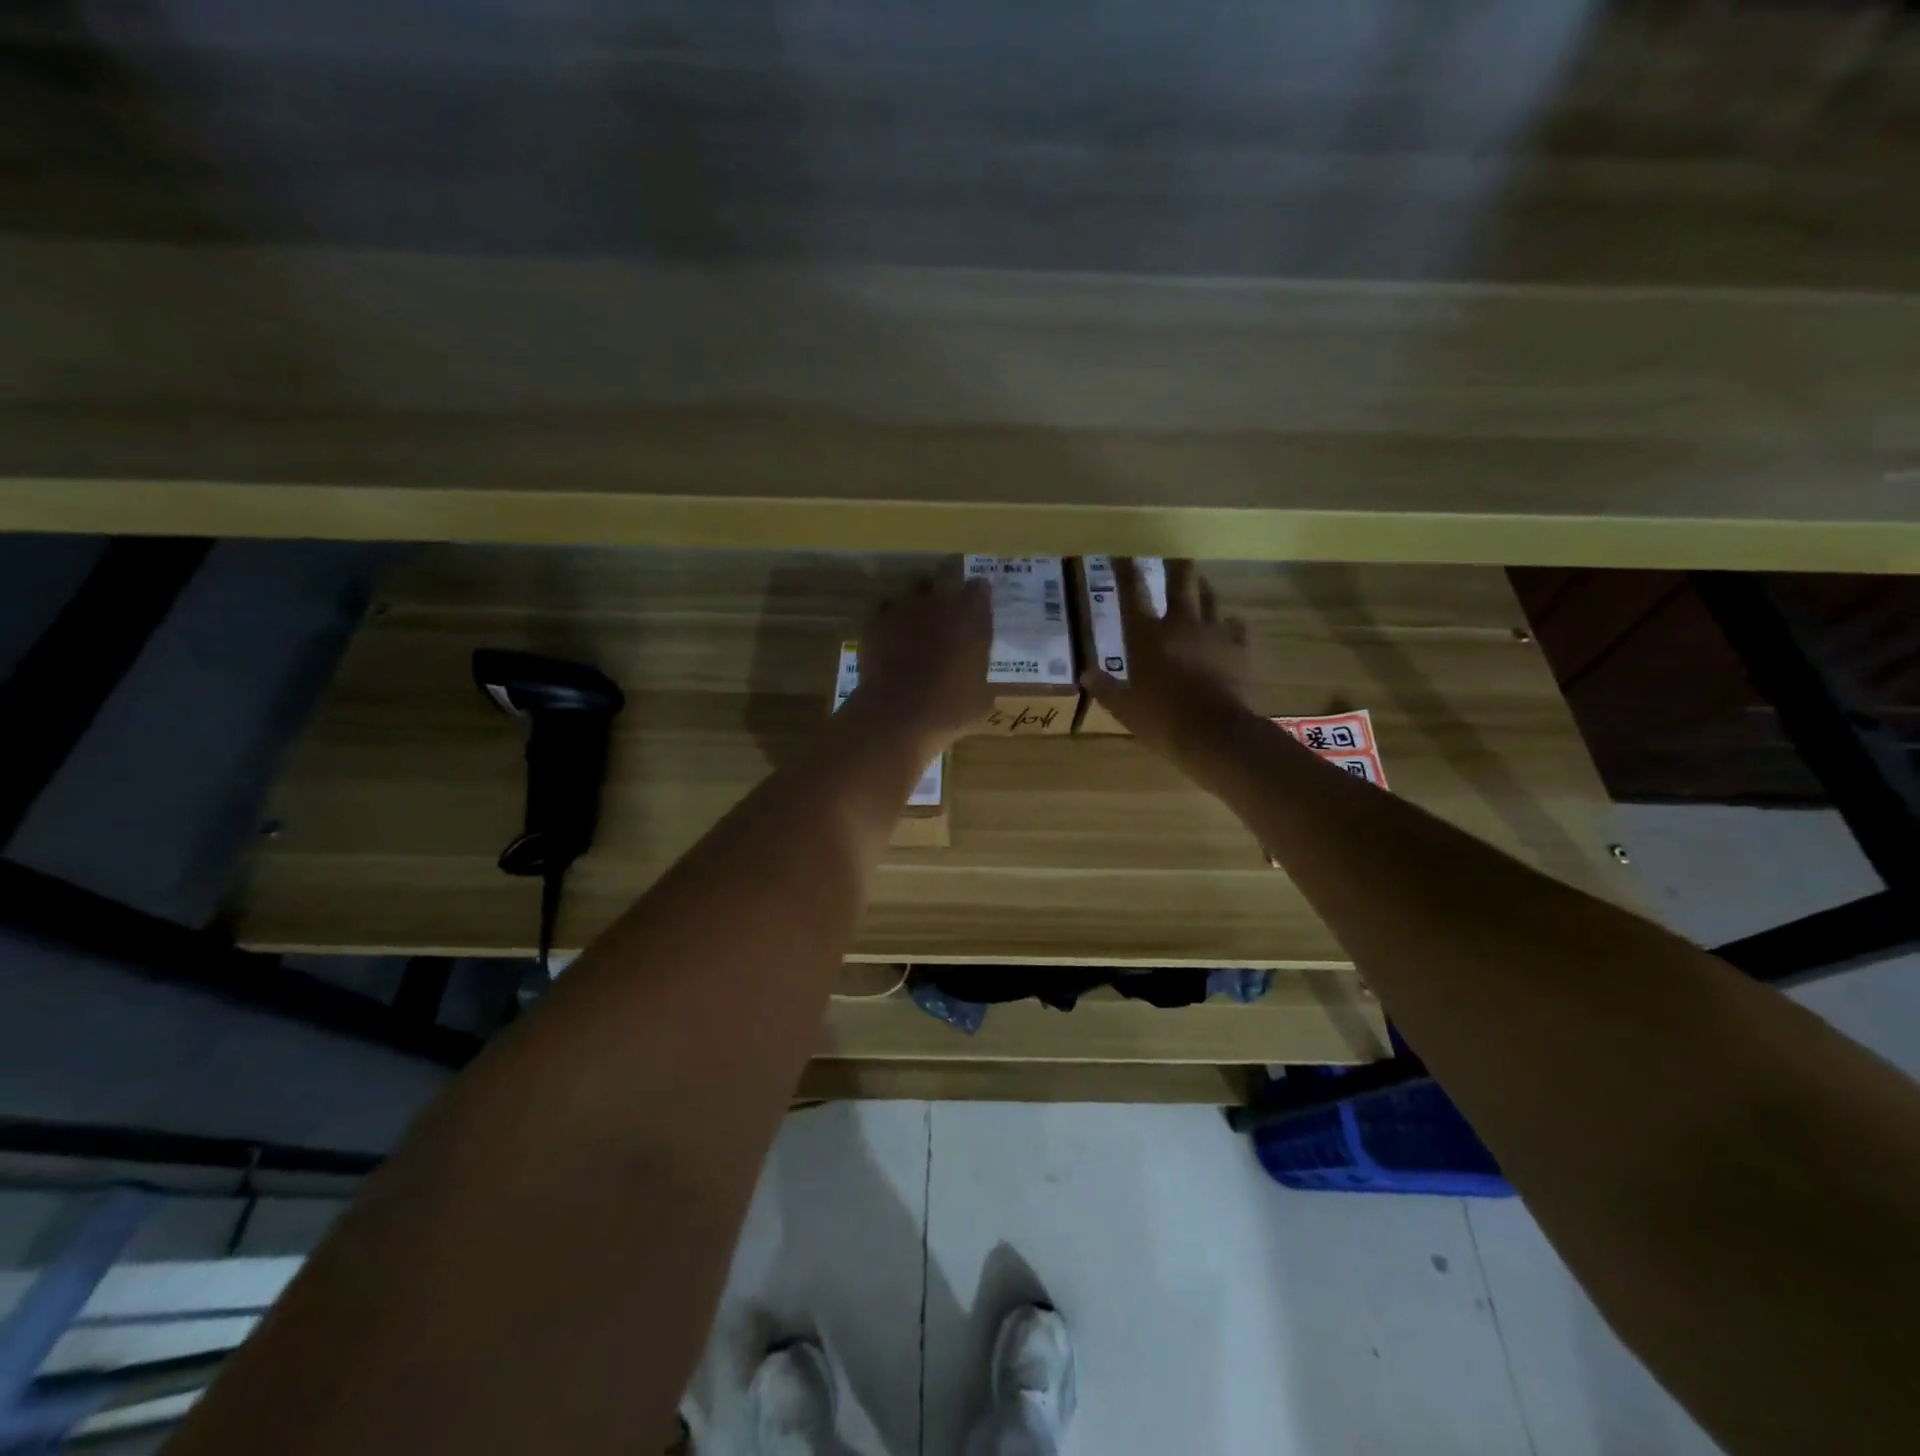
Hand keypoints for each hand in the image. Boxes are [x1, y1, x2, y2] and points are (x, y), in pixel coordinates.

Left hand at [846, 572, 993, 754]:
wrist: (897, 714)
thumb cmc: (949, 708)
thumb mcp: (981, 698)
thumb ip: (981, 674)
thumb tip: (977, 675)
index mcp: (972, 615)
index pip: (980, 588)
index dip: (978, 599)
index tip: (977, 612)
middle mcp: (940, 601)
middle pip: (946, 581)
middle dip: (948, 595)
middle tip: (948, 619)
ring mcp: (906, 607)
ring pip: (915, 591)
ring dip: (919, 604)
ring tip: (917, 627)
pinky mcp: (877, 619)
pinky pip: (887, 608)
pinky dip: (891, 619)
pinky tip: (892, 638)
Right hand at [1081, 559, 1253, 762]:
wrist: (1214, 733)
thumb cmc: (1160, 719)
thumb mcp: (1123, 707)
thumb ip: (1105, 687)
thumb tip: (1086, 673)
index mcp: (1146, 635)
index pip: (1132, 592)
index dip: (1125, 569)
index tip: (1121, 552)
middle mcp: (1180, 623)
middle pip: (1181, 579)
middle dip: (1175, 562)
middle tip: (1173, 552)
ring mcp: (1214, 633)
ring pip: (1210, 596)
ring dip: (1202, 587)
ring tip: (1199, 583)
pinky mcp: (1239, 648)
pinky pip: (1235, 625)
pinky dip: (1229, 622)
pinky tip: (1228, 624)